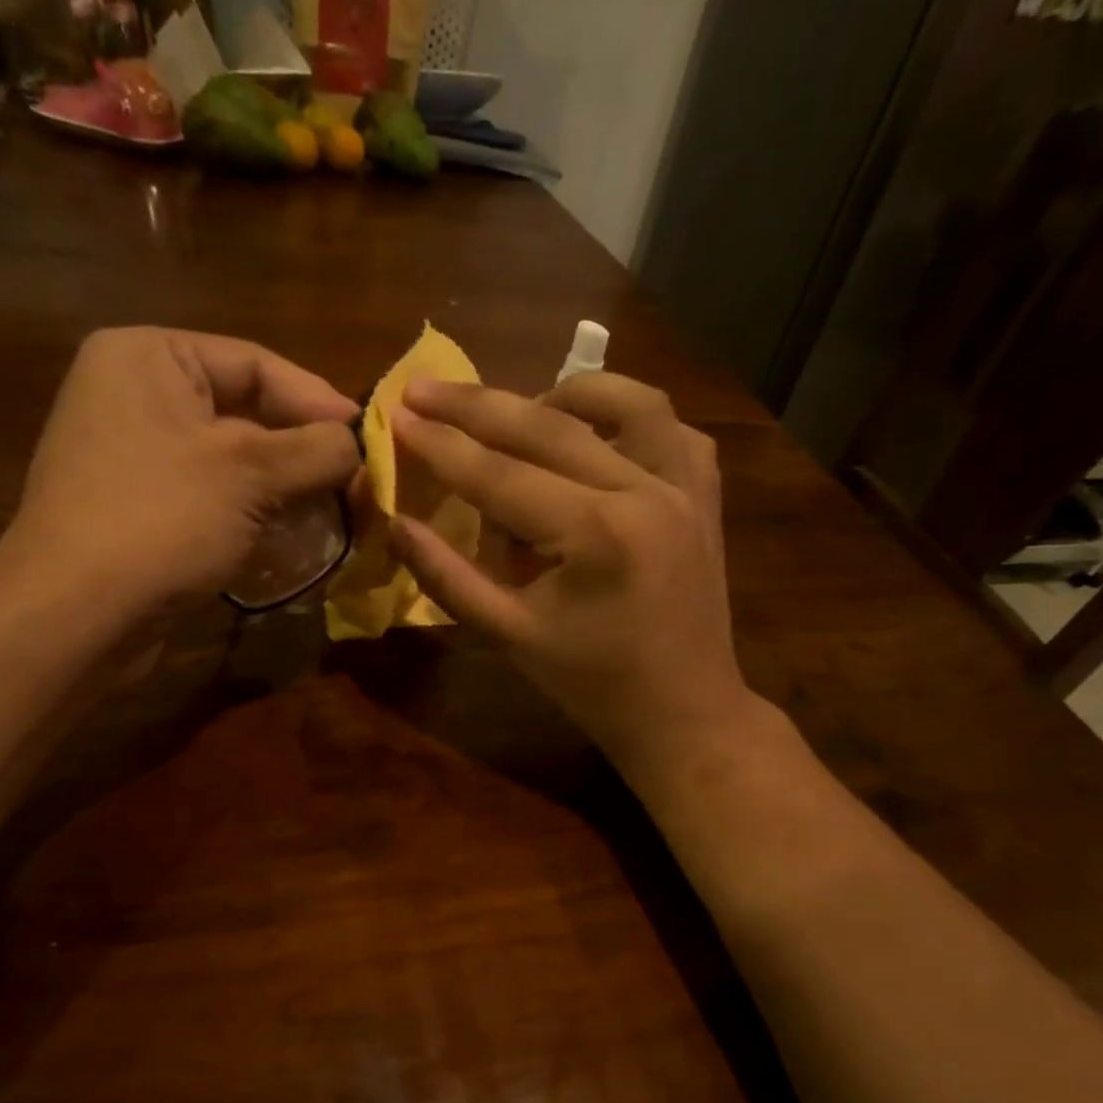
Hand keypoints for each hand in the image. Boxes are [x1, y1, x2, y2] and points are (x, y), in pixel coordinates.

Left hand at [0, 327, 360, 628]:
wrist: (75, 616)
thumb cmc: (161, 520)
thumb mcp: (249, 473)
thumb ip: (315, 449)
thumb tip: (359, 444)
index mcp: (149, 357)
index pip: (255, 362)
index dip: (318, 400)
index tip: (370, 438)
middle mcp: (135, 395)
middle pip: (245, 411)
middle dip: (303, 451)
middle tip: (357, 481)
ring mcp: (134, 457)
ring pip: (232, 461)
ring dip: (285, 488)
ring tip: (335, 512)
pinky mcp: (140, 509)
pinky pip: (211, 497)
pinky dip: (253, 514)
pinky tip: (291, 537)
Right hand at [387, 372, 751, 773]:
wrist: (684, 713)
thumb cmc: (593, 685)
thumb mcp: (510, 636)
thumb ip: (448, 576)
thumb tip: (396, 523)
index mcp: (595, 535)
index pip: (499, 475)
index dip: (441, 445)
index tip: (396, 414)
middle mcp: (646, 492)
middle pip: (549, 428)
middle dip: (478, 407)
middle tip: (425, 389)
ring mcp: (687, 487)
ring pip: (627, 402)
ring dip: (564, 397)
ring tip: (519, 410)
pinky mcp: (706, 495)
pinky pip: (670, 430)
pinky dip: (628, 418)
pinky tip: (595, 435)